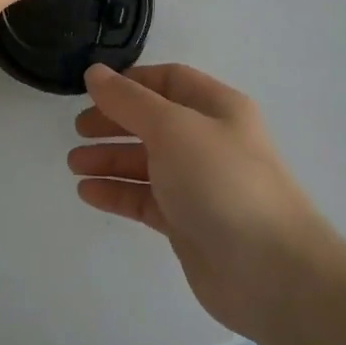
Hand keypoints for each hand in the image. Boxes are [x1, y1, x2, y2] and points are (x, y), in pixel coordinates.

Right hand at [67, 63, 336, 340]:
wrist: (271, 272)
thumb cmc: (222, 181)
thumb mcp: (172, 127)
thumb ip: (129, 100)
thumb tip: (95, 73)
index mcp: (216, 108)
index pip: (168, 80)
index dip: (130, 83)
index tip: (92, 91)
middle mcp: (209, 141)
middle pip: (153, 121)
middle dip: (115, 122)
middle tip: (77, 130)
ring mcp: (199, 184)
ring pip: (147, 162)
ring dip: (110, 159)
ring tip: (74, 164)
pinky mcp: (188, 223)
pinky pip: (146, 199)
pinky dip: (118, 193)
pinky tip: (88, 193)